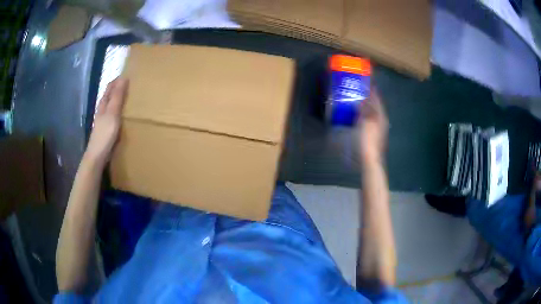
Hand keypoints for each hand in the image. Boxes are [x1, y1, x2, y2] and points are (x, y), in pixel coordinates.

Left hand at [85, 78, 128, 163]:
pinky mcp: (106, 129)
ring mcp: (103, 120)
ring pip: (111, 104)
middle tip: (131, 84)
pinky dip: (119, 110)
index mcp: (103, 103)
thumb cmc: (105, 134)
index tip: (129, 74)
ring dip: (119, 99)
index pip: (110, 86)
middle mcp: (102, 109)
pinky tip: (124, 114)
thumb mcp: (112, 113)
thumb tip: (124, 78)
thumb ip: (117, 97)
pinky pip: (113, 114)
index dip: (118, 80)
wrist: (97, 156)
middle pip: (110, 94)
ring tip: (130, 96)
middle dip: (118, 87)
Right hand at [357, 85, 387, 163]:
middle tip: (363, 92)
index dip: (374, 93)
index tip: (370, 84)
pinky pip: (370, 121)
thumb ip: (364, 111)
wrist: (370, 159)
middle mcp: (382, 121)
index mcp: (381, 117)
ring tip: (360, 102)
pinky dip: (365, 116)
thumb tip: (360, 101)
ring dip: (368, 107)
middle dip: (371, 99)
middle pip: (377, 107)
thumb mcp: (365, 123)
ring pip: (373, 114)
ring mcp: (379, 129)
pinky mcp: (374, 135)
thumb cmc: (368, 140)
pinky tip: (360, 116)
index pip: (378, 101)